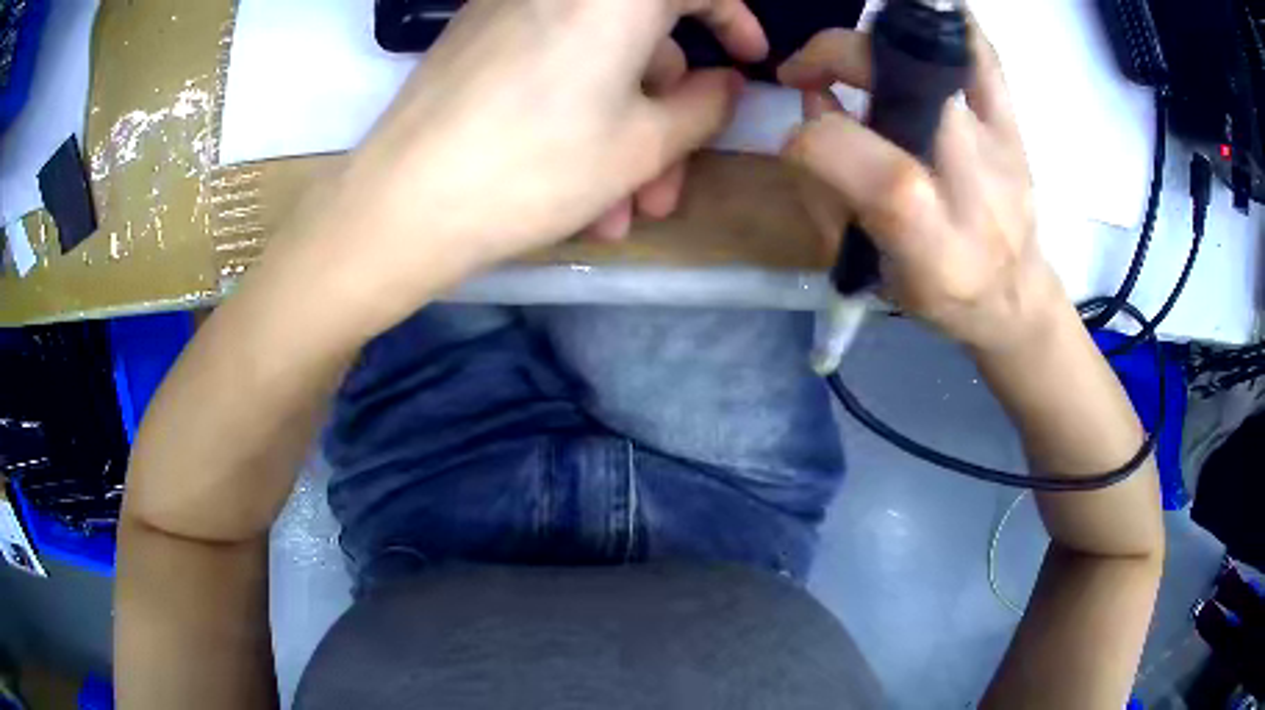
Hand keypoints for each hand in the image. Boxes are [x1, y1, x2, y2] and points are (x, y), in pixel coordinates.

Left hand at [318, 0, 765, 299]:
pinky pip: (550, 64)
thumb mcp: (645, 144)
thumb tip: (726, 83)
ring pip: (593, 62)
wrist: (403, 202)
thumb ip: (706, 106)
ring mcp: (510, 6)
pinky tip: (571, 181)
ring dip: (617, 131)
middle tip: (666, 185)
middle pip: (640, 37)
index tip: (749, 61)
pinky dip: (572, 112)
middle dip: (664, 114)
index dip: (736, 21)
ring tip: (615, 210)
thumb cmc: (537, 166)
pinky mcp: (475, 36)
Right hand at [778, 27, 1064, 352]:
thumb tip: (820, 107)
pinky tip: (919, 34)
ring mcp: (992, 139)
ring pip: (932, 51)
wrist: (1016, 297)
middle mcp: (959, 171)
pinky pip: (984, 57)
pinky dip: (953, 32)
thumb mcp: (876, 269)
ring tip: (857, 63)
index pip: (837, 148)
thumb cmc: (944, 293)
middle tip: (813, 74)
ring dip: (879, 41)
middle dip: (835, 58)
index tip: (800, 142)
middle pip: (887, 75)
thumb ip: (839, 193)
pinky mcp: (1012, 125)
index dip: (803, 135)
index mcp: (919, 222)